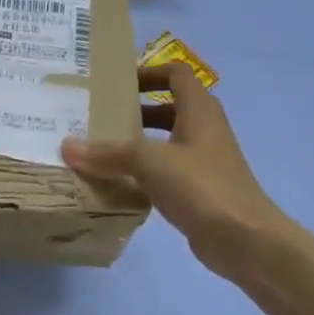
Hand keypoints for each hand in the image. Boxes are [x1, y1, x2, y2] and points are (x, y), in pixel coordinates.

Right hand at [61, 64, 286, 280]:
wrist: (246, 241)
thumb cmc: (202, 187)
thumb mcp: (150, 162)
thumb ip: (108, 153)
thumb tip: (67, 146)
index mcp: (199, 111)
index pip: (176, 75)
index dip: (149, 73)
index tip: (117, 84)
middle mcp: (204, 130)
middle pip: (168, 108)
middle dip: (134, 110)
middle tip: (99, 118)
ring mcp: (204, 162)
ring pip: (165, 142)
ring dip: (137, 143)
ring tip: (100, 150)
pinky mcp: (199, 190)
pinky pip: (165, 172)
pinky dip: (143, 173)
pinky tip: (117, 184)